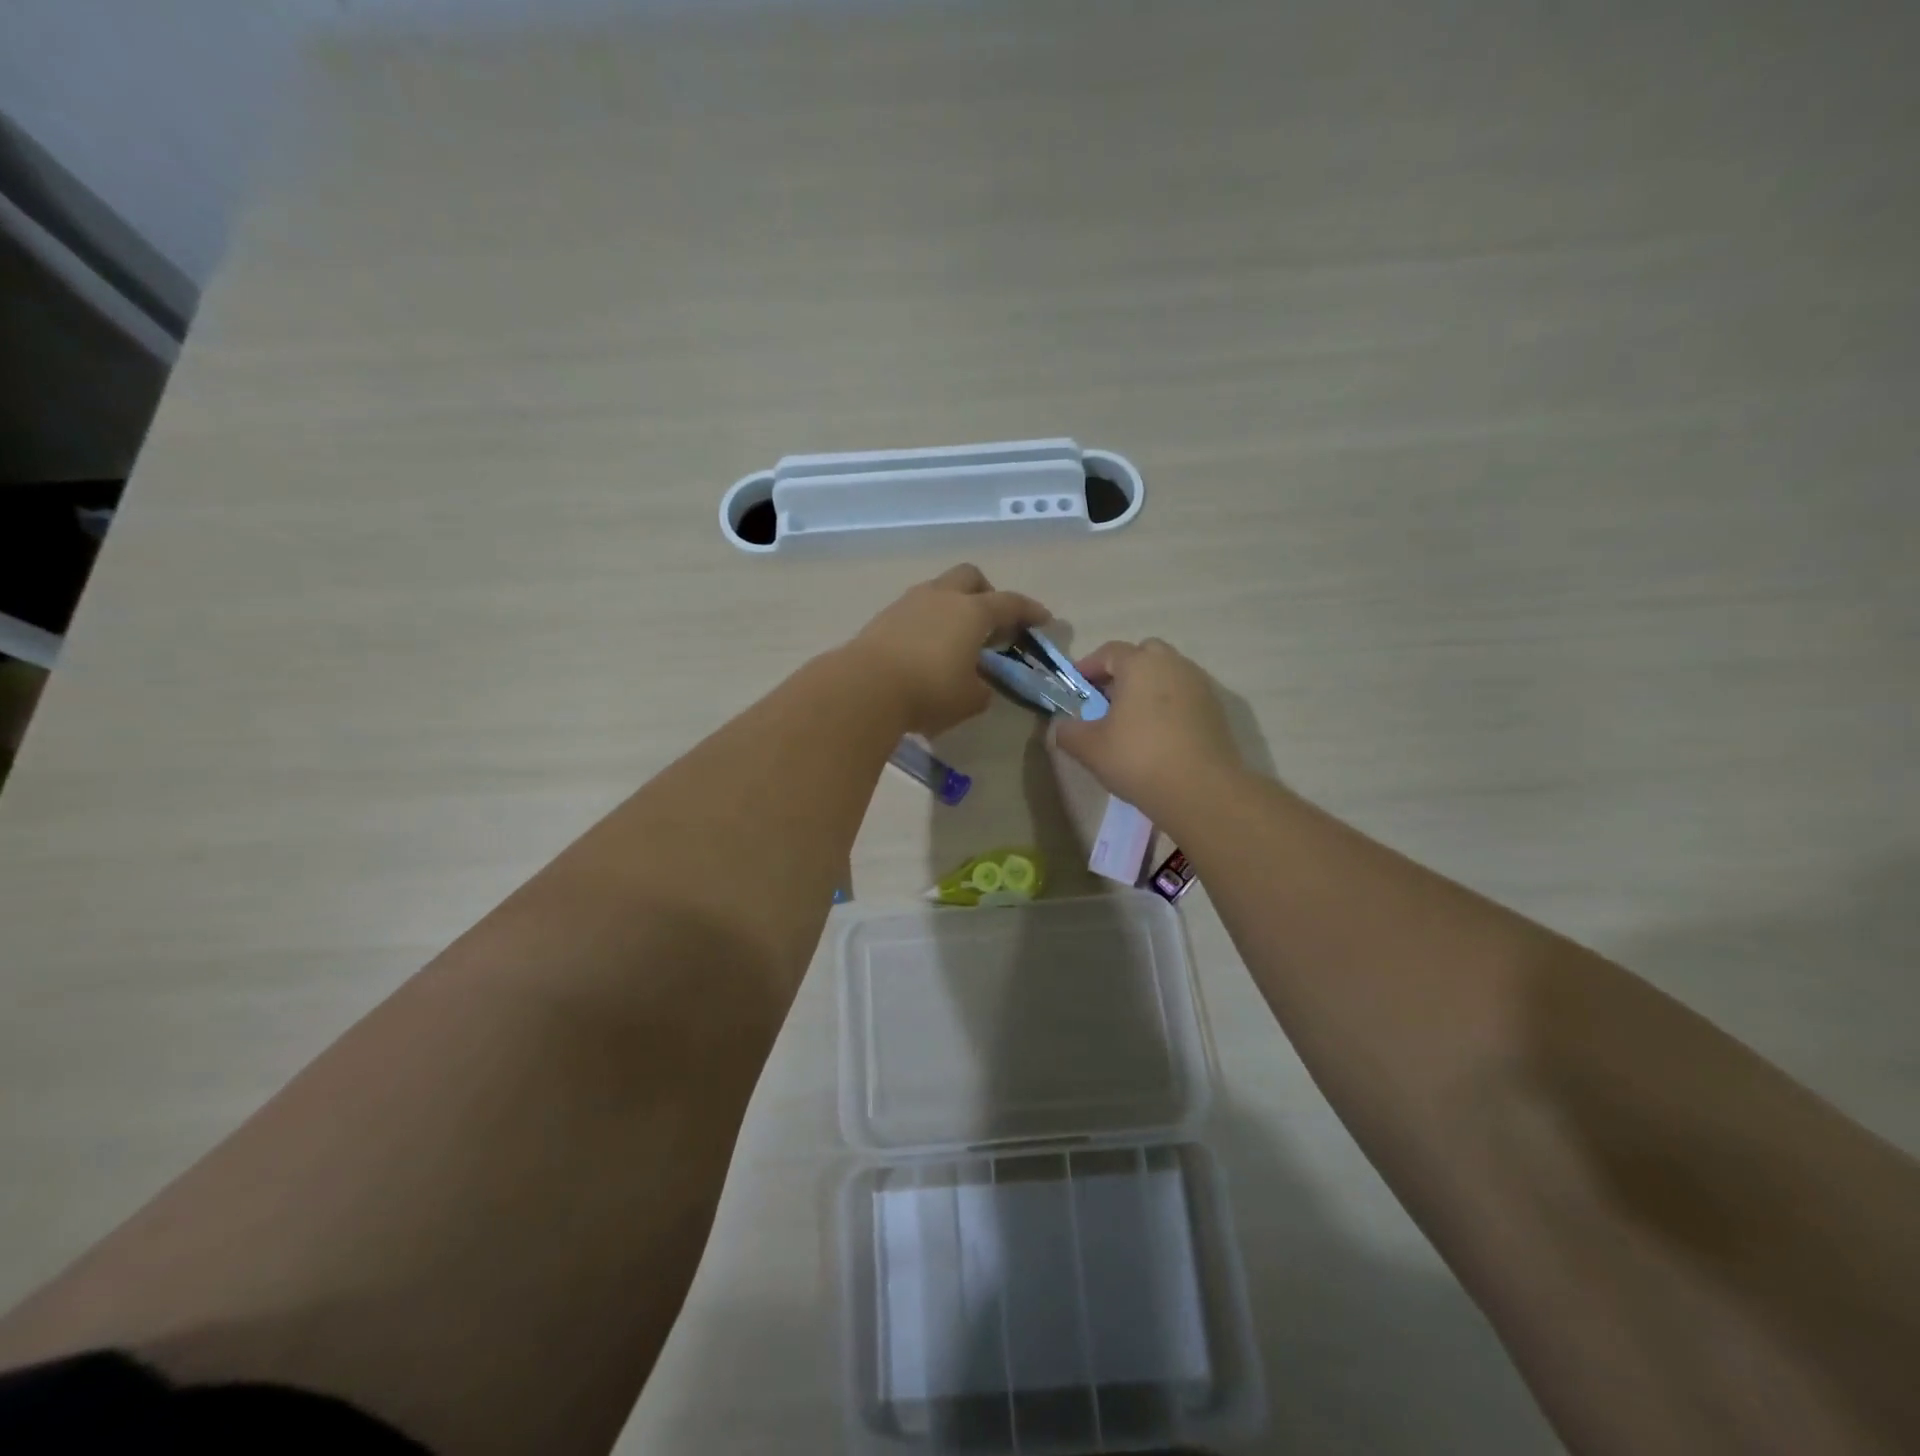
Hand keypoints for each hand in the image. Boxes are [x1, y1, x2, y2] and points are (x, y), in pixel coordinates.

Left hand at [848, 564, 1049, 737]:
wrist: (864, 687)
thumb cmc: (929, 691)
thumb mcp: (969, 700)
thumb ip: (982, 689)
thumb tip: (978, 685)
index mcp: (972, 612)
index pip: (1010, 603)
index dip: (1030, 611)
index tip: (1043, 619)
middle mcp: (942, 597)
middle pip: (970, 577)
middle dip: (986, 592)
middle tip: (992, 620)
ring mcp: (909, 603)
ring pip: (939, 590)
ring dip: (953, 607)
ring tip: (956, 638)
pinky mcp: (884, 618)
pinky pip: (916, 610)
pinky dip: (928, 622)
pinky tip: (927, 648)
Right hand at [1053, 638, 1241, 819]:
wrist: (1202, 791)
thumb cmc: (1139, 759)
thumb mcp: (1089, 748)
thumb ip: (1068, 732)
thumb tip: (1059, 728)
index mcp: (1140, 664)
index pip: (1109, 652)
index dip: (1088, 667)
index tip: (1076, 688)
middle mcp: (1173, 665)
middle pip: (1144, 655)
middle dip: (1123, 672)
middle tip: (1106, 700)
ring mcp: (1200, 686)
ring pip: (1168, 675)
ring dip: (1148, 689)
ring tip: (1132, 721)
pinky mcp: (1216, 710)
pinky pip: (1185, 697)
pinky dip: (1169, 706)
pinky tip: (1158, 736)